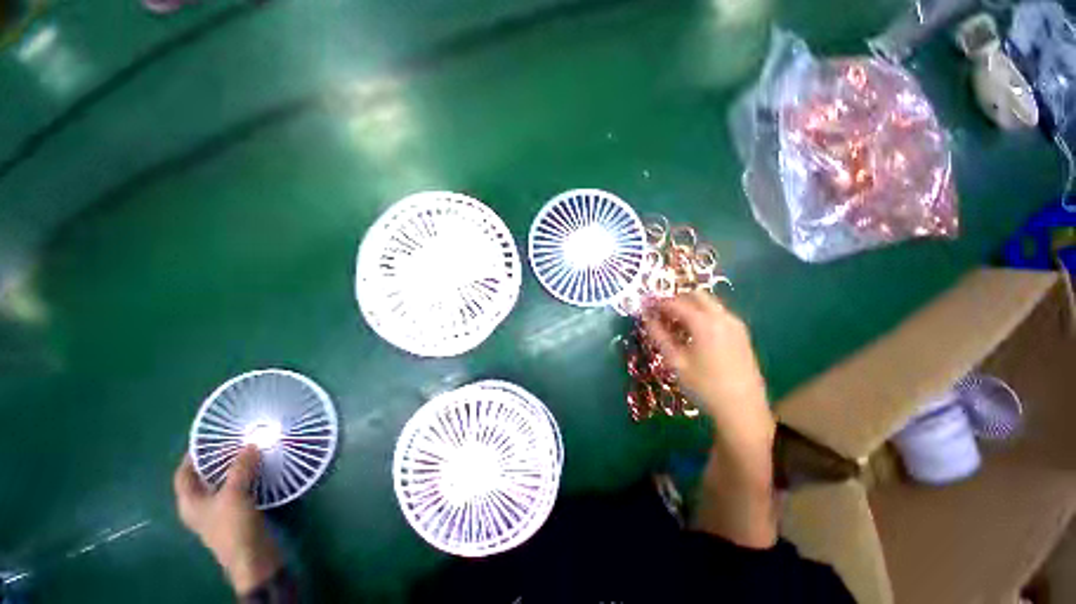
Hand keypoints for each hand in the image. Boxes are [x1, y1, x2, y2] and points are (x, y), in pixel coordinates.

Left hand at [174, 446, 282, 594]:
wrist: (252, 557)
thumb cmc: (233, 527)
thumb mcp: (234, 494)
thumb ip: (241, 468)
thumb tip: (250, 444)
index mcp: (189, 502)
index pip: (183, 474)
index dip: (192, 457)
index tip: (208, 439)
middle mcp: (200, 506)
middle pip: (204, 478)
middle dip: (218, 460)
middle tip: (235, 441)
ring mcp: (219, 511)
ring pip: (223, 483)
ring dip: (234, 468)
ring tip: (250, 451)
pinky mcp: (237, 514)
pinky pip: (237, 489)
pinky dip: (245, 478)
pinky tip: (259, 469)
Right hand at [641, 290, 774, 445]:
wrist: (743, 409)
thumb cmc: (704, 386)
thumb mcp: (676, 362)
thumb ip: (659, 336)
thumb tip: (646, 318)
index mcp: (704, 323)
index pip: (676, 303)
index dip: (658, 303)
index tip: (645, 307)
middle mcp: (722, 317)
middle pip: (696, 295)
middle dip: (676, 300)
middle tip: (661, 313)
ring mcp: (735, 324)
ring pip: (708, 303)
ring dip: (689, 306)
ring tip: (674, 324)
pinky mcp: (741, 333)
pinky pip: (718, 314)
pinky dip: (702, 314)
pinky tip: (693, 332)